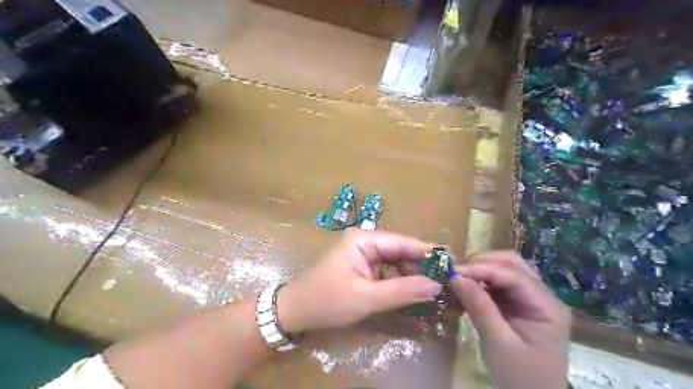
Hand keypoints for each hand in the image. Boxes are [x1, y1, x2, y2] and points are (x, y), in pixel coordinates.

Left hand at [278, 230, 443, 331]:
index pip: (402, 242)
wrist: (294, 312)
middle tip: (448, 279)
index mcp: (363, 240)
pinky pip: (386, 271)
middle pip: (400, 250)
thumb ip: (402, 291)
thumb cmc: (327, 301)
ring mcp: (363, 255)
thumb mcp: (366, 298)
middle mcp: (365, 242)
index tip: (453, 259)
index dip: (427, 251)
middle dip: (421, 265)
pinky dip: (400, 281)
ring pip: (395, 262)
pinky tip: (415, 291)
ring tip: (436, 286)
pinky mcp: (361, 268)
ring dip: (412, 274)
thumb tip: (437, 285)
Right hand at [453, 251, 571, 388]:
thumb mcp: (499, 344)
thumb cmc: (521, 378)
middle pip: (512, 264)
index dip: (482, 268)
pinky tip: (464, 286)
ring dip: (480, 269)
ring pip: (504, 269)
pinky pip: (497, 283)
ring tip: (457, 276)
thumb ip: (479, 308)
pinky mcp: (517, 304)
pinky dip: (479, 281)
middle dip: (482, 262)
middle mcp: (542, 296)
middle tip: (455, 270)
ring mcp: (530, 299)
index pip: (513, 275)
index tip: (453, 270)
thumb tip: (455, 277)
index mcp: (547, 306)